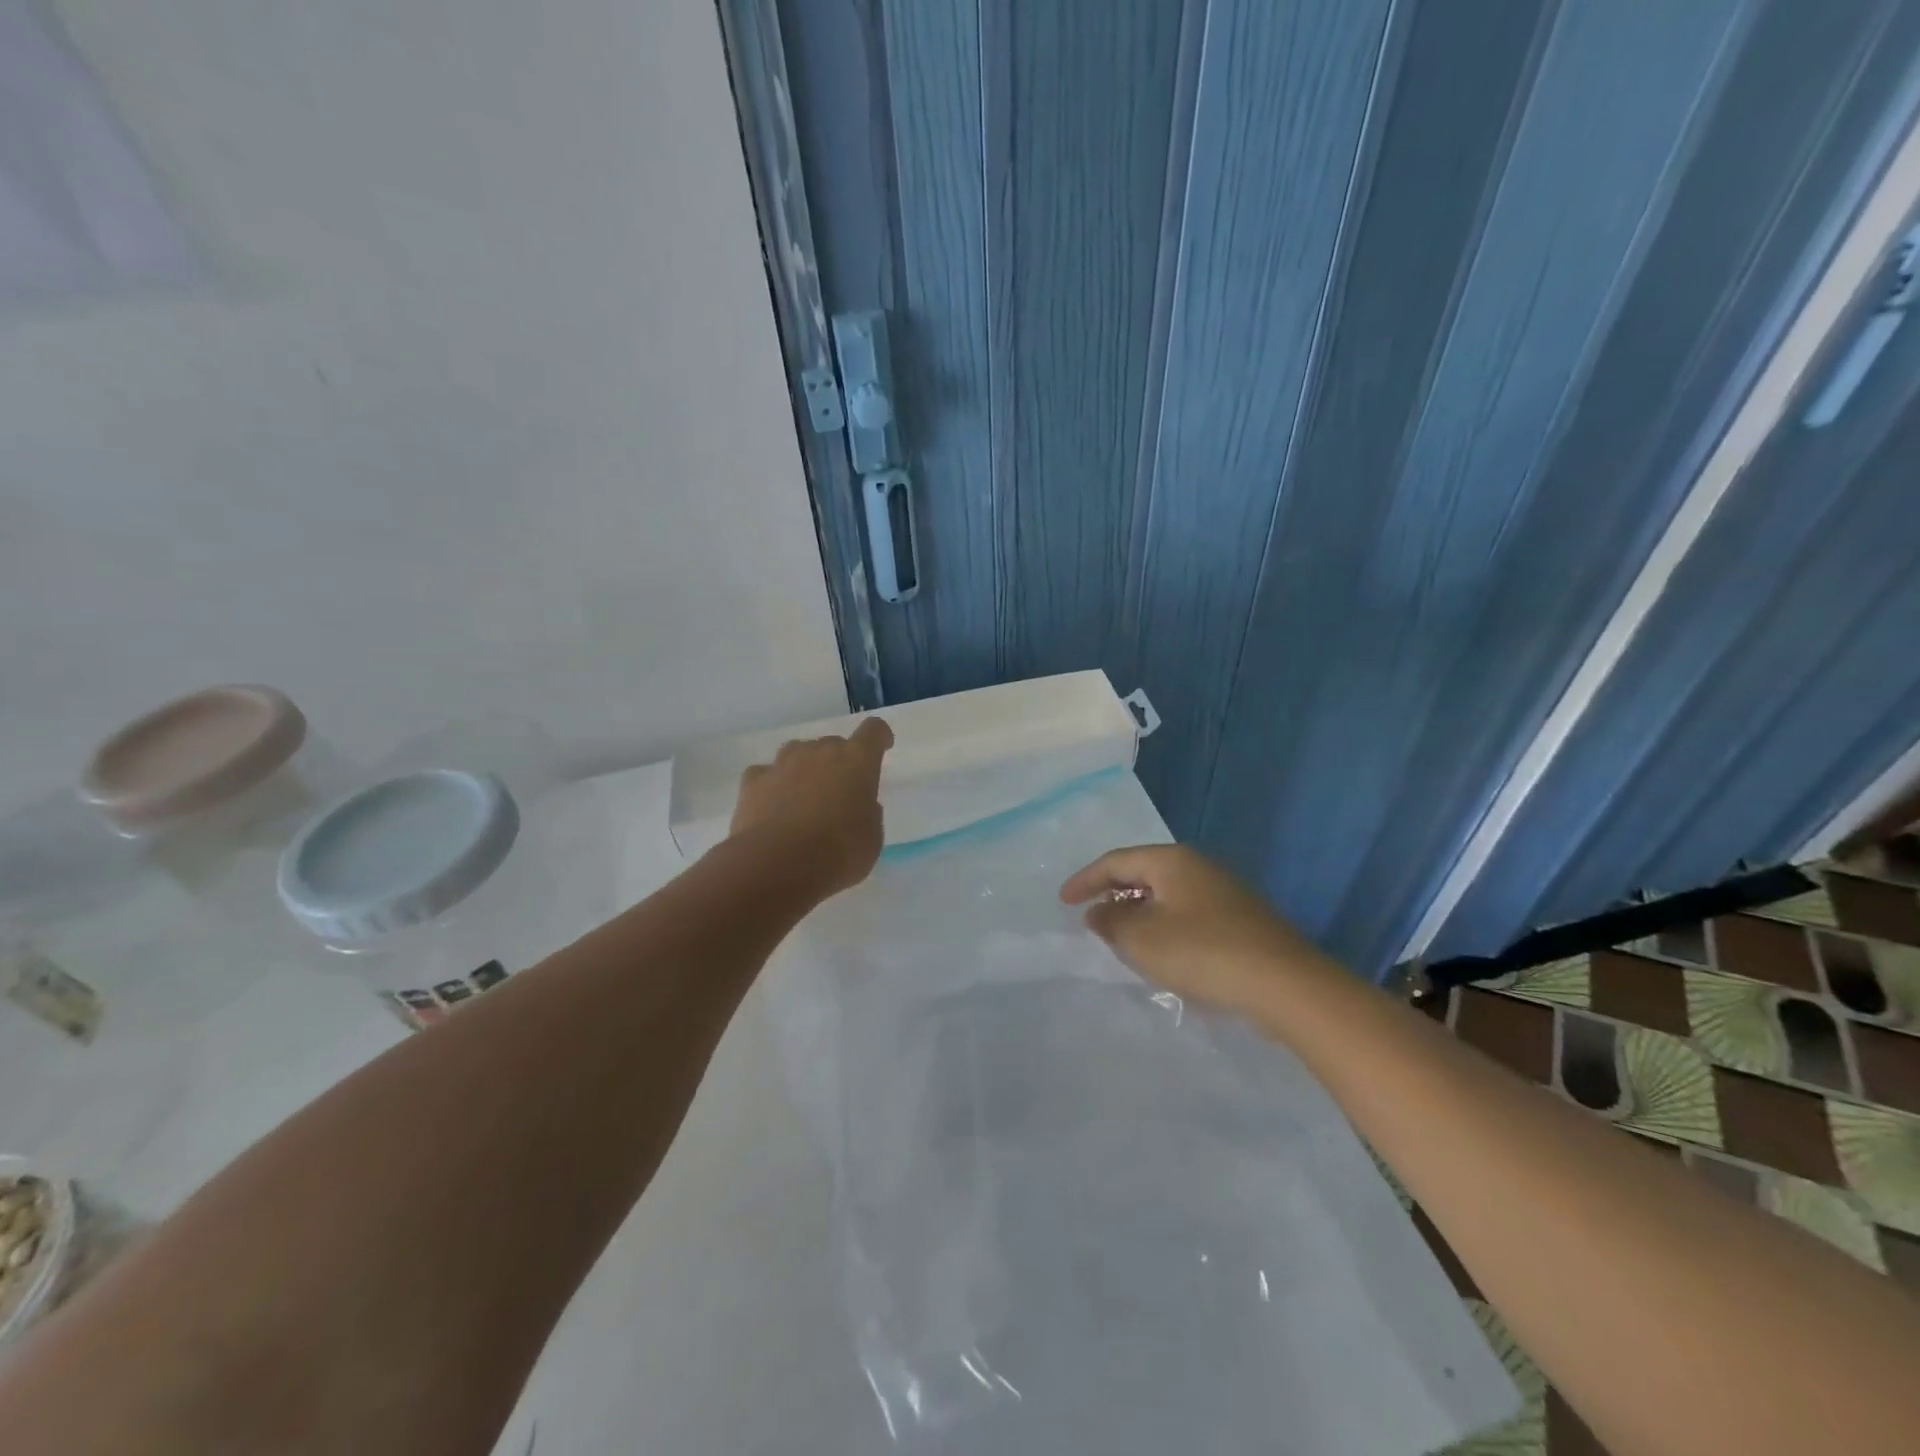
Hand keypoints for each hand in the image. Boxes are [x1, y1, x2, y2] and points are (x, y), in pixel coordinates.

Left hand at [730, 717, 892, 895]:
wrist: (776, 865)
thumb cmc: (838, 853)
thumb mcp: (872, 839)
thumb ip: (869, 814)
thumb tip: (858, 806)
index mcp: (857, 761)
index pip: (873, 731)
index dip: (879, 737)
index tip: (882, 746)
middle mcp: (819, 752)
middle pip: (833, 743)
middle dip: (839, 761)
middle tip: (840, 790)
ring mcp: (783, 763)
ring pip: (798, 752)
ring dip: (805, 767)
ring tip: (805, 795)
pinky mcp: (753, 781)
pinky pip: (766, 773)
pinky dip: (772, 784)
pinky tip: (773, 805)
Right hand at [1060, 844, 1325, 1016]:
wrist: (1285, 985)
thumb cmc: (1203, 952)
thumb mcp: (1143, 939)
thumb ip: (1111, 922)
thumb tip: (1098, 912)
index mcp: (1171, 861)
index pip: (1116, 861)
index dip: (1085, 880)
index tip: (1063, 901)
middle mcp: (1198, 867)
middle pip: (1142, 873)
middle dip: (1112, 894)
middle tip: (1089, 918)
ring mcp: (1223, 892)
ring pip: (1165, 895)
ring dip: (1137, 913)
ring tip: (1119, 938)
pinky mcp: (1239, 920)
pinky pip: (1185, 913)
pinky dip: (1162, 926)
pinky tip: (1161, 953)